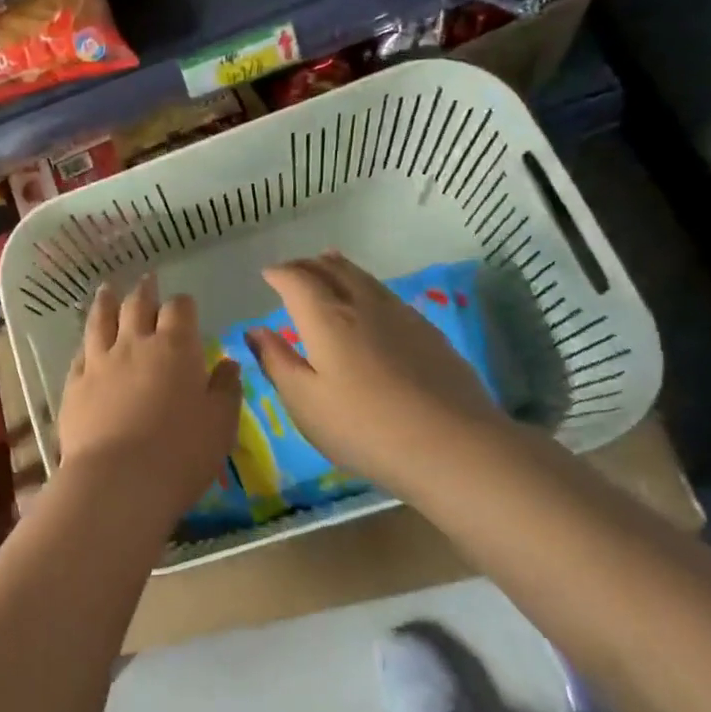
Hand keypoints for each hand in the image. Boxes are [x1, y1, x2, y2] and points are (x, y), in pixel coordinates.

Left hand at [58, 274, 241, 533]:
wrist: (118, 480)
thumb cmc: (181, 453)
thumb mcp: (221, 424)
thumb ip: (226, 389)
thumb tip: (227, 363)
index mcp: (175, 348)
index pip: (179, 309)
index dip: (182, 304)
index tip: (185, 305)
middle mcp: (134, 344)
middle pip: (136, 305)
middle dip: (144, 291)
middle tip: (146, 281)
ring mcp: (100, 362)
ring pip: (100, 320)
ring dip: (105, 302)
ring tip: (107, 289)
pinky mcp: (75, 384)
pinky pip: (79, 354)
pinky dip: (86, 343)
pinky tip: (86, 343)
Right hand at [246, 252, 511, 494]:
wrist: (455, 447)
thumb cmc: (364, 427)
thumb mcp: (304, 401)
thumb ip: (277, 361)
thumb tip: (255, 330)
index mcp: (327, 319)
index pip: (297, 280)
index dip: (280, 274)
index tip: (268, 275)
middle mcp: (363, 306)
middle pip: (333, 270)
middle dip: (308, 265)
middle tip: (293, 269)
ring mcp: (401, 317)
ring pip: (364, 278)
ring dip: (339, 268)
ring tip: (329, 264)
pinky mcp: (429, 334)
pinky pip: (387, 295)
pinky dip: (367, 286)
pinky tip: (371, 302)